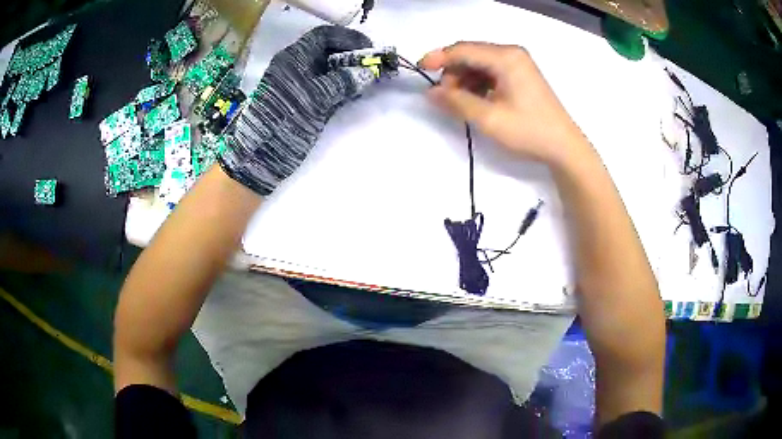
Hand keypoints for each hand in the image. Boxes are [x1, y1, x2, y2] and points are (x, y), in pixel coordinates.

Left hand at [219, 26, 375, 195]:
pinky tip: (356, 93)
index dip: (347, 38)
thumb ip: (342, 83)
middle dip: (352, 56)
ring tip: (370, 80)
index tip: (369, 48)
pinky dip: (343, 88)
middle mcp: (296, 67)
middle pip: (328, 51)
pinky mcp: (303, 102)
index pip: (323, 36)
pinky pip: (326, 88)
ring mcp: (299, 85)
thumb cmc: (284, 121)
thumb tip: (369, 73)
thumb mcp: (314, 99)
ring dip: (350, 72)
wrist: (259, 157)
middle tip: (374, 65)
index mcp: (293, 58)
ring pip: (329, 70)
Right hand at [419, 42, 589, 165]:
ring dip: (464, 79)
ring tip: (461, 102)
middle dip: (453, 72)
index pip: (463, 49)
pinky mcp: (521, 74)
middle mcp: (511, 53)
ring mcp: (518, 63)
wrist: (563, 147)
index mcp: (506, 57)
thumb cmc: (529, 131)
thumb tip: (430, 93)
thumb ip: (456, 102)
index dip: (439, 57)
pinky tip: (477, 100)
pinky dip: (478, 83)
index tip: (419, 69)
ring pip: (479, 63)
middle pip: (471, 54)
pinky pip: (490, 71)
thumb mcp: (489, 118)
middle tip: (445, 97)